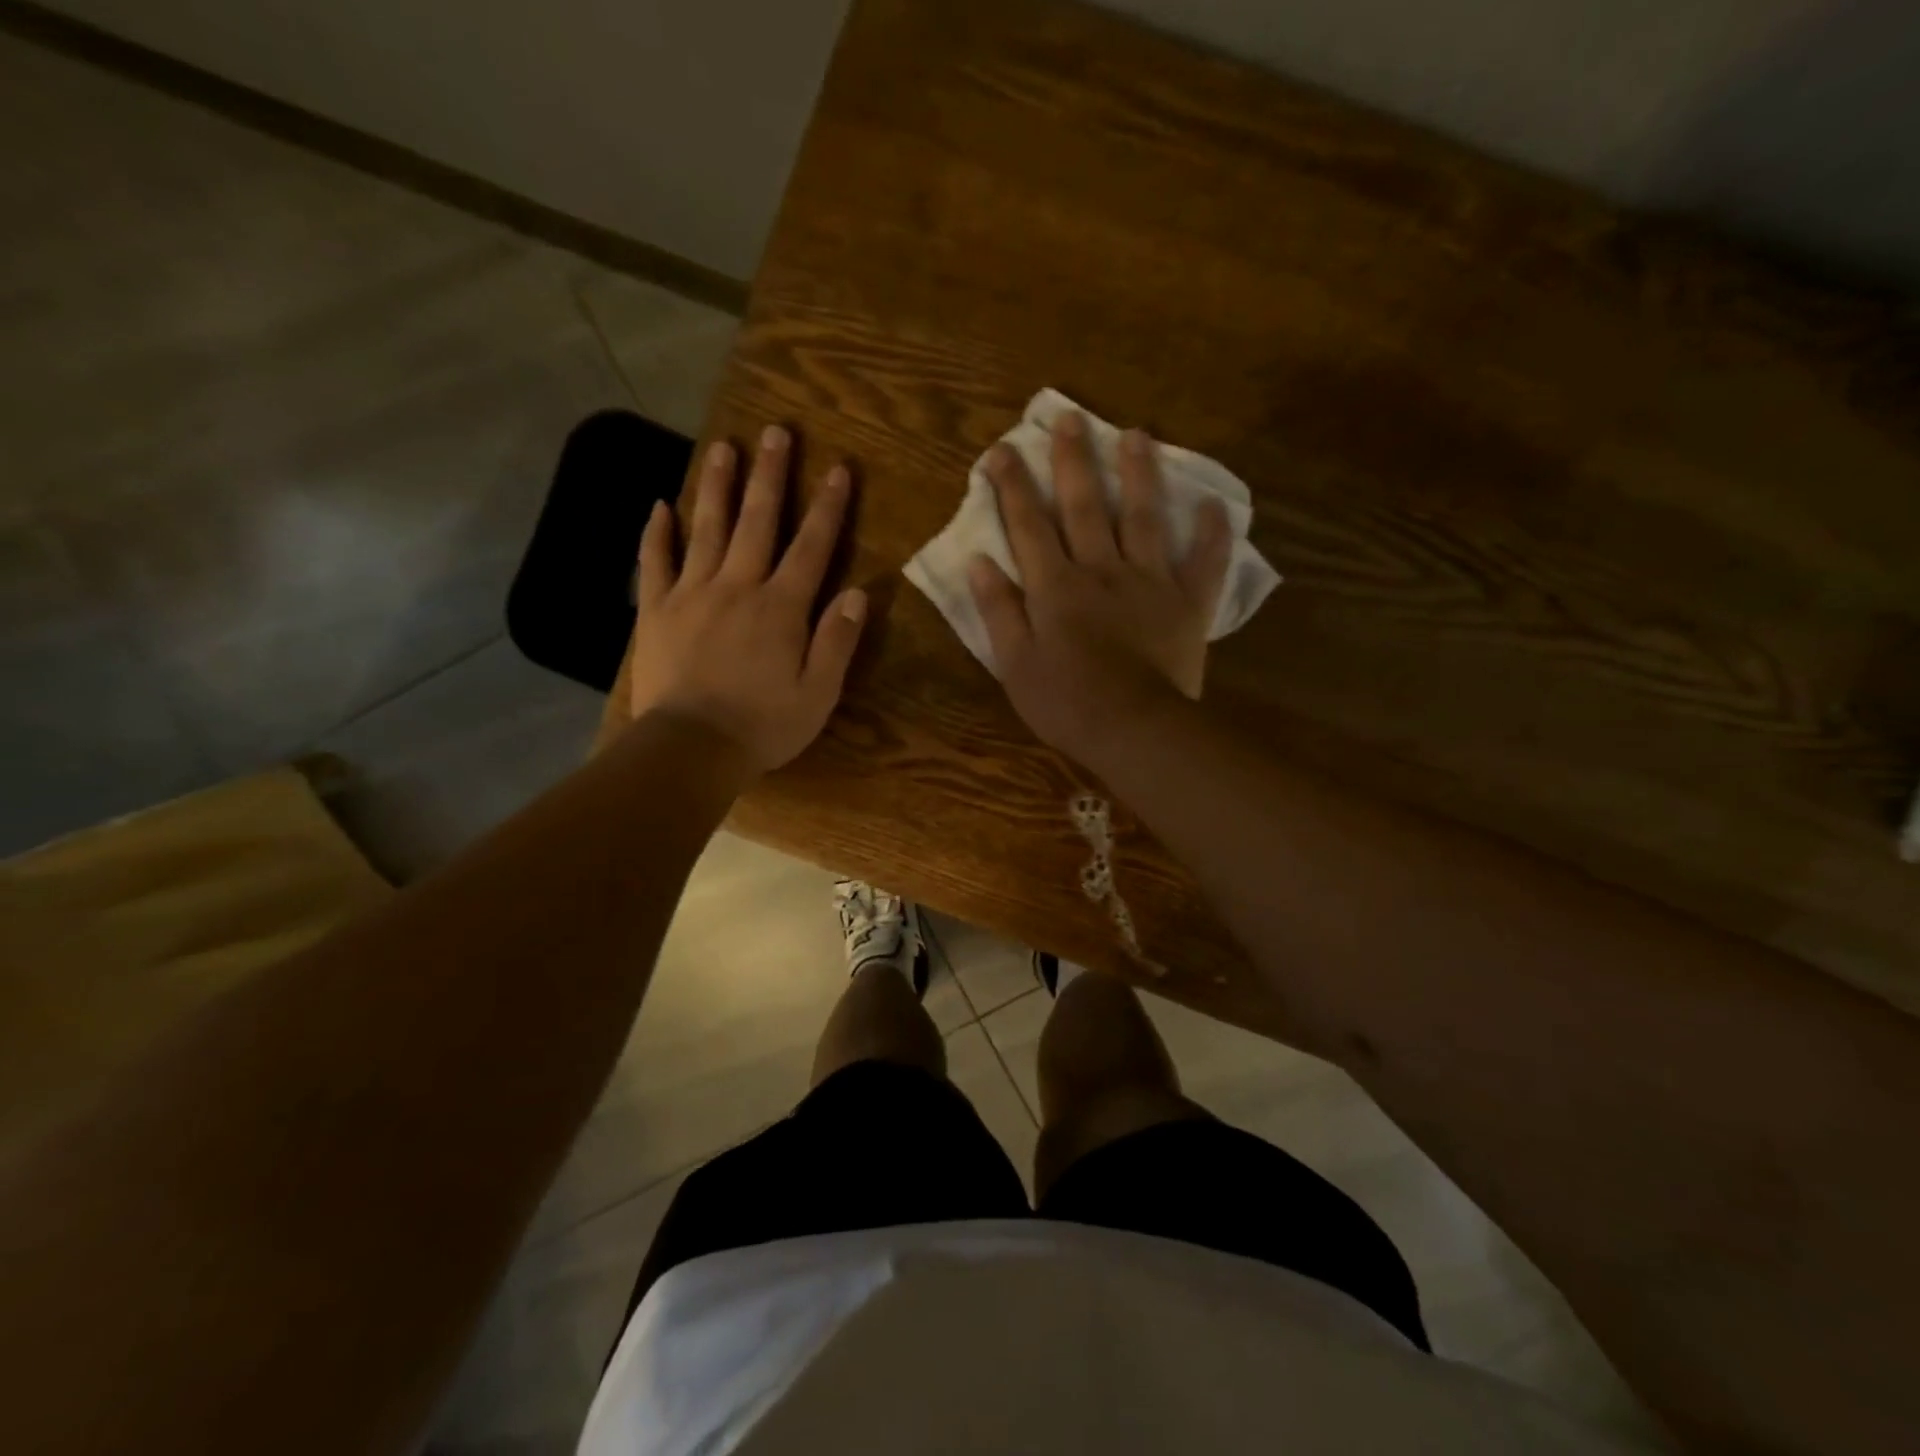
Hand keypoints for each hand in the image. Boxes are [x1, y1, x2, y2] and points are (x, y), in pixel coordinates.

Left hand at [629, 425, 866, 776]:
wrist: (691, 748)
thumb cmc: (764, 725)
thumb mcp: (820, 693)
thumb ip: (838, 640)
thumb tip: (859, 593)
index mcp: (781, 607)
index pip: (811, 546)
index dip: (827, 507)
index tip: (837, 468)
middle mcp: (738, 587)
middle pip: (757, 522)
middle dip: (769, 475)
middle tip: (774, 431)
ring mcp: (691, 594)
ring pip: (705, 528)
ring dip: (715, 486)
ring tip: (721, 446)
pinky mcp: (655, 611)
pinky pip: (654, 563)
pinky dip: (656, 533)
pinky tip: (659, 506)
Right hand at [968, 411, 1231, 760]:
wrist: (1134, 730)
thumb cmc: (1066, 703)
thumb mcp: (1014, 663)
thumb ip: (998, 610)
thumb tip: (979, 561)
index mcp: (1056, 587)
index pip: (1028, 526)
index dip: (1012, 487)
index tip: (1001, 451)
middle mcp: (1101, 570)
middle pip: (1084, 507)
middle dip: (1072, 461)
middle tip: (1068, 417)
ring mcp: (1149, 583)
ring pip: (1143, 517)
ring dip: (1138, 473)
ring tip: (1136, 434)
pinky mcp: (1187, 604)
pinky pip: (1204, 563)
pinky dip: (1211, 533)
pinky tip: (1214, 504)